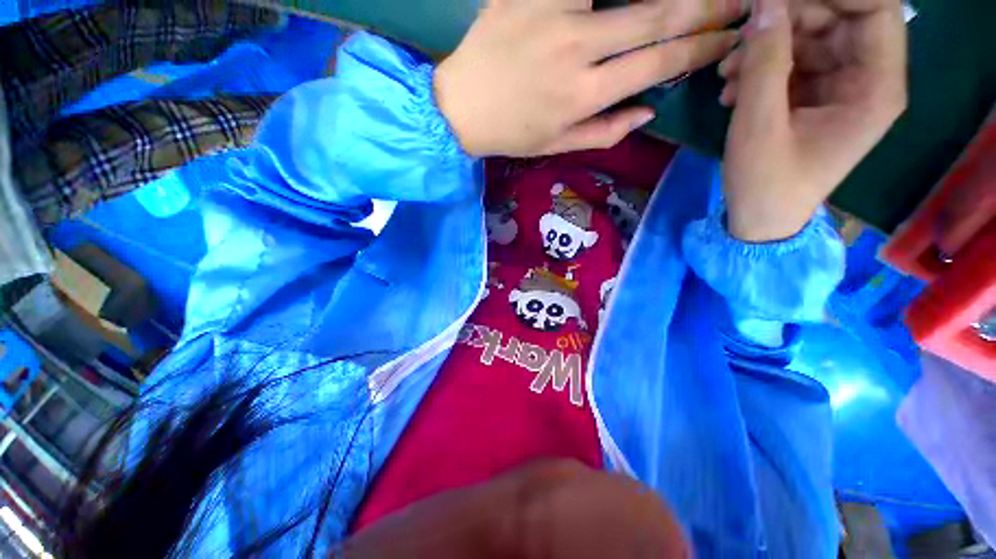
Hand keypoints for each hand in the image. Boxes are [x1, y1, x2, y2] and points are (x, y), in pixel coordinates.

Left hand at [435, 0, 743, 156]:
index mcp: (584, 96)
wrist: (461, 108)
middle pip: (656, 15)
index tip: (732, 38)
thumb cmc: (511, 134)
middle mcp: (577, 51)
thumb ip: (606, 131)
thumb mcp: (558, 145)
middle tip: (739, 1)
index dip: (701, 48)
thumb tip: (650, 110)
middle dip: (706, 7)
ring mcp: (551, 13)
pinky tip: (612, 4)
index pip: (658, 64)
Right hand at [718, 0, 906, 240]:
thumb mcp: (759, 124)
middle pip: (838, 19)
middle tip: (741, 40)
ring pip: (810, 39)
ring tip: (726, 74)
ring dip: (765, 47)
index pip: (875, 9)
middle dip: (787, 21)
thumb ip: (765, 62)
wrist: (759, 218)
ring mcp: (839, 87)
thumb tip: (765, 4)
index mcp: (875, 88)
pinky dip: (761, 68)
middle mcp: (867, 80)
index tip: (779, 2)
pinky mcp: (814, 97)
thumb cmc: (765, 182)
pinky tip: (732, 89)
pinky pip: (792, 63)